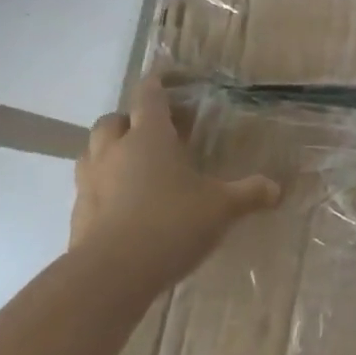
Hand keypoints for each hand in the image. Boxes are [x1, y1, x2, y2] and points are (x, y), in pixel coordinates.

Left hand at [72, 72, 280, 288]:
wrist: (111, 276)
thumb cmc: (171, 223)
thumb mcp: (221, 208)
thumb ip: (249, 194)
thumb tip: (277, 188)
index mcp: (149, 136)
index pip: (149, 95)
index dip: (158, 83)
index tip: (168, 78)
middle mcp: (114, 150)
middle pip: (114, 120)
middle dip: (132, 120)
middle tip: (157, 133)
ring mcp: (90, 182)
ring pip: (93, 151)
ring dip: (111, 151)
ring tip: (137, 166)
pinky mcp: (77, 214)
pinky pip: (88, 188)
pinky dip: (104, 187)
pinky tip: (125, 205)